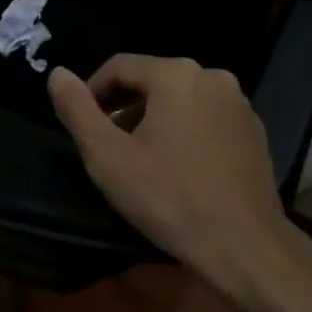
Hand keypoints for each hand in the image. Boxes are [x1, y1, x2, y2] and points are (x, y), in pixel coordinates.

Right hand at [48, 55, 292, 286]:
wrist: (244, 245)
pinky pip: (209, 116)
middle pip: (154, 80)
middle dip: (126, 107)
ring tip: (142, 157)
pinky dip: (187, 130)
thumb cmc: (169, 198)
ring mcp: (239, 102)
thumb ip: (77, 110)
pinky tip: (181, 166)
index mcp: (176, 74)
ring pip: (183, 98)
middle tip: (109, 144)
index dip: (94, 91)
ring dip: (156, 118)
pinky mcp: (254, 128)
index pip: (120, 66)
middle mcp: (212, 75)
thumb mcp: (109, 158)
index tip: (82, 123)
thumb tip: (57, 74)